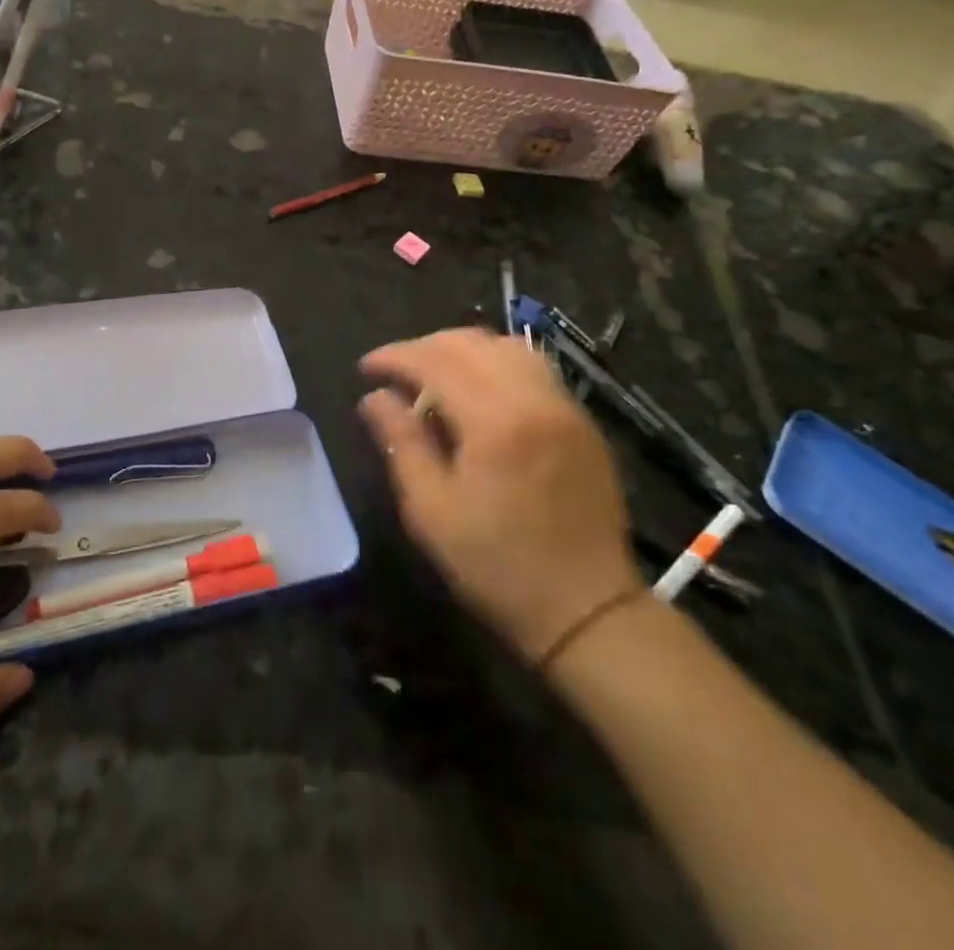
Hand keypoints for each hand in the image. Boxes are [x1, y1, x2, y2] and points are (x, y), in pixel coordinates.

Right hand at [360, 329, 638, 663]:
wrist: (588, 610)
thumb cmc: (497, 566)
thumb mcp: (431, 511)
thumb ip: (402, 442)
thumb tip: (373, 398)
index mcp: (495, 422)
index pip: (435, 362)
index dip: (394, 357)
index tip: (365, 369)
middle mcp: (535, 399)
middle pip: (471, 343)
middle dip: (425, 347)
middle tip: (395, 371)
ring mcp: (565, 407)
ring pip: (507, 347)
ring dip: (463, 349)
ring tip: (435, 374)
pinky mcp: (582, 421)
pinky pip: (535, 368)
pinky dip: (497, 363)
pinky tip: (479, 392)